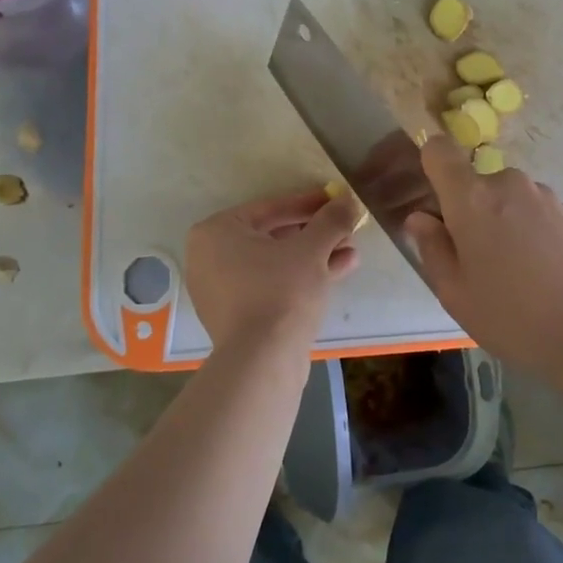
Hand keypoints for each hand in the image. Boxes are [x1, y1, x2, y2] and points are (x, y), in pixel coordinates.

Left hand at [185, 188, 363, 353]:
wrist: (263, 363)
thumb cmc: (281, 292)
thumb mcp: (312, 249)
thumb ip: (331, 220)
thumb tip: (349, 200)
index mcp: (217, 232)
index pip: (271, 207)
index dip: (310, 203)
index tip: (337, 200)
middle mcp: (211, 257)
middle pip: (274, 235)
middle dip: (315, 232)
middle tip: (346, 228)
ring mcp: (222, 290)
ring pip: (277, 262)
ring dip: (315, 254)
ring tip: (351, 249)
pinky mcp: (238, 316)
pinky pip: (273, 284)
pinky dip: (302, 276)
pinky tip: (341, 269)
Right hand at [404, 135, 562, 374]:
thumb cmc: (512, 316)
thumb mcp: (455, 293)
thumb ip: (432, 247)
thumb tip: (421, 218)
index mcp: (471, 199)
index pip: (439, 150)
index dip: (430, 165)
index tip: (434, 200)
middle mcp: (508, 184)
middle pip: (475, 183)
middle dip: (470, 211)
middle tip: (477, 260)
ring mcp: (544, 196)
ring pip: (508, 199)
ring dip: (503, 222)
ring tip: (515, 272)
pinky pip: (536, 212)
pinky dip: (531, 232)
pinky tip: (543, 273)